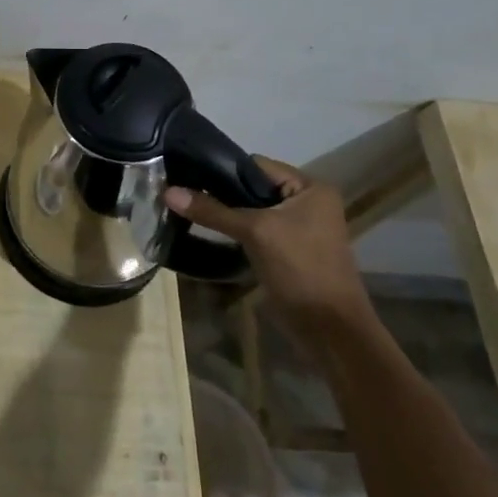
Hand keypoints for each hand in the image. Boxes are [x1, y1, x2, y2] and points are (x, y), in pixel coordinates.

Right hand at [166, 158, 372, 335]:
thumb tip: (168, 191)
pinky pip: (254, 230)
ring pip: (251, 210)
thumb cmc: (301, 269)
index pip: (256, 165)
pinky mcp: (287, 250)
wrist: (330, 331)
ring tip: (187, 208)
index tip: (186, 173)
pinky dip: (234, 231)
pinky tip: (206, 230)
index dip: (222, 169)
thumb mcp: (255, 233)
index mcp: (310, 187)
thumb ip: (213, 210)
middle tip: (182, 192)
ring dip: (225, 212)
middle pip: (252, 187)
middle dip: (220, 192)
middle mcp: (306, 201)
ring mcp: (297, 227)